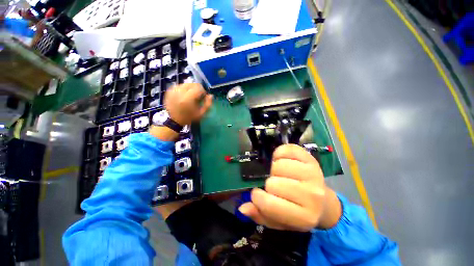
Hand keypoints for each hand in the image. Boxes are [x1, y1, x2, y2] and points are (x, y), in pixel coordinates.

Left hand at [164, 83, 212, 125]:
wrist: (174, 120)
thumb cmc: (189, 118)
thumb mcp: (201, 114)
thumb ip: (207, 104)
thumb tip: (211, 95)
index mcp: (188, 99)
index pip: (198, 87)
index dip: (203, 91)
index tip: (202, 97)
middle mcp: (180, 92)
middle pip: (192, 84)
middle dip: (197, 89)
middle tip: (197, 97)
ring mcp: (173, 90)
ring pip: (186, 84)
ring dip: (190, 88)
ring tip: (190, 96)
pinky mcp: (169, 91)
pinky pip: (180, 85)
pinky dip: (184, 89)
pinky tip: (184, 96)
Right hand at [238, 144, 341, 231]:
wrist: (323, 202)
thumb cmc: (298, 212)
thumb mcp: (279, 221)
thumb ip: (260, 215)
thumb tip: (243, 208)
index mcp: (303, 217)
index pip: (270, 204)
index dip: (257, 197)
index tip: (257, 194)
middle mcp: (312, 196)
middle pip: (274, 183)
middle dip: (269, 183)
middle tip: (274, 185)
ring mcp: (313, 174)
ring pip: (279, 165)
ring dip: (274, 169)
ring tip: (279, 174)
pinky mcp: (310, 158)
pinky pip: (286, 150)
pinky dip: (279, 154)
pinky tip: (281, 161)